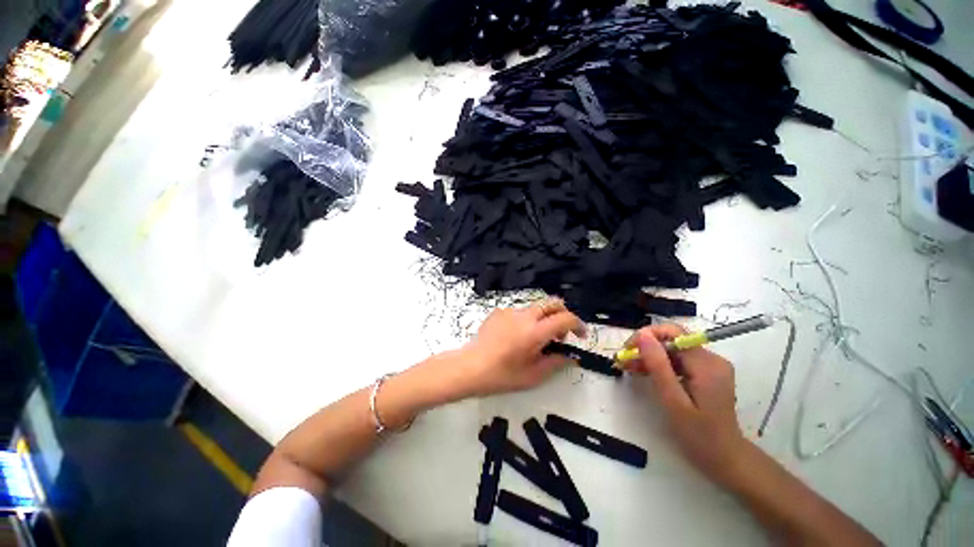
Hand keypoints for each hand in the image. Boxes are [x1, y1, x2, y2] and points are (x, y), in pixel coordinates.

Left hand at [460, 299, 585, 396]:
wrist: (470, 367)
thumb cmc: (502, 375)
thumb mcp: (533, 375)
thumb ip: (555, 363)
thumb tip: (570, 356)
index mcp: (535, 331)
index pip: (565, 318)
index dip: (578, 325)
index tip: (580, 336)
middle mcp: (525, 316)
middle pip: (552, 303)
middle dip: (563, 314)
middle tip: (561, 334)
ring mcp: (510, 311)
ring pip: (535, 308)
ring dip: (544, 319)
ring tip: (536, 340)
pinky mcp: (499, 312)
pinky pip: (519, 312)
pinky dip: (526, 321)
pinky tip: (516, 337)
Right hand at [624, 325, 749, 485]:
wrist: (725, 458)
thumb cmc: (699, 435)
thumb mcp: (674, 401)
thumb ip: (658, 366)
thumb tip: (643, 335)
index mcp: (707, 364)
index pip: (674, 333)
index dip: (647, 335)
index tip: (628, 349)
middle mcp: (711, 359)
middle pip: (672, 341)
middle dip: (646, 347)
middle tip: (624, 361)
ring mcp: (709, 366)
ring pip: (672, 350)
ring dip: (650, 356)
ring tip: (629, 367)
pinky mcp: (705, 373)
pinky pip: (677, 360)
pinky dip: (660, 365)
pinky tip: (644, 373)